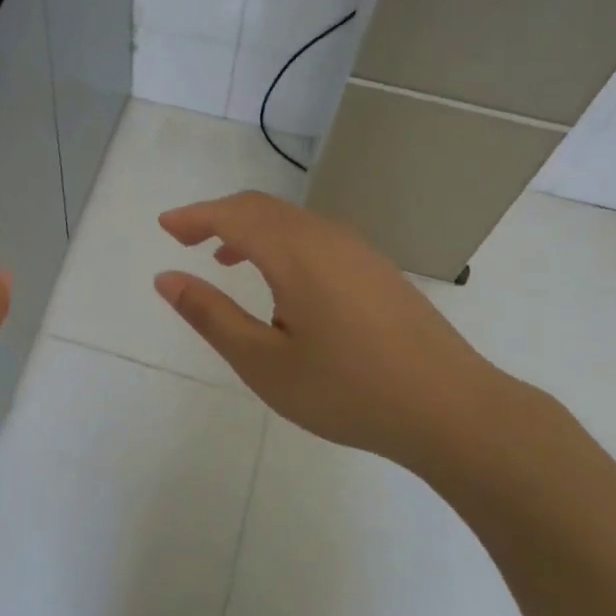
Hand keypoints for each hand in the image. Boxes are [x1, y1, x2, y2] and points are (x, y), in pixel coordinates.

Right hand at [155, 191, 526, 481]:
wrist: (450, 409)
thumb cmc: (347, 390)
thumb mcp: (264, 362)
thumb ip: (211, 315)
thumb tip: (167, 278)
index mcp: (294, 254)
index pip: (232, 215)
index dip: (194, 216)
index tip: (165, 226)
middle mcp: (326, 238)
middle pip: (261, 207)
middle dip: (218, 216)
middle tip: (185, 237)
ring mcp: (357, 250)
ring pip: (291, 220)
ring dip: (250, 228)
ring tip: (224, 259)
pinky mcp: (376, 269)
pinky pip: (315, 236)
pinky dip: (281, 241)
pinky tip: (281, 283)